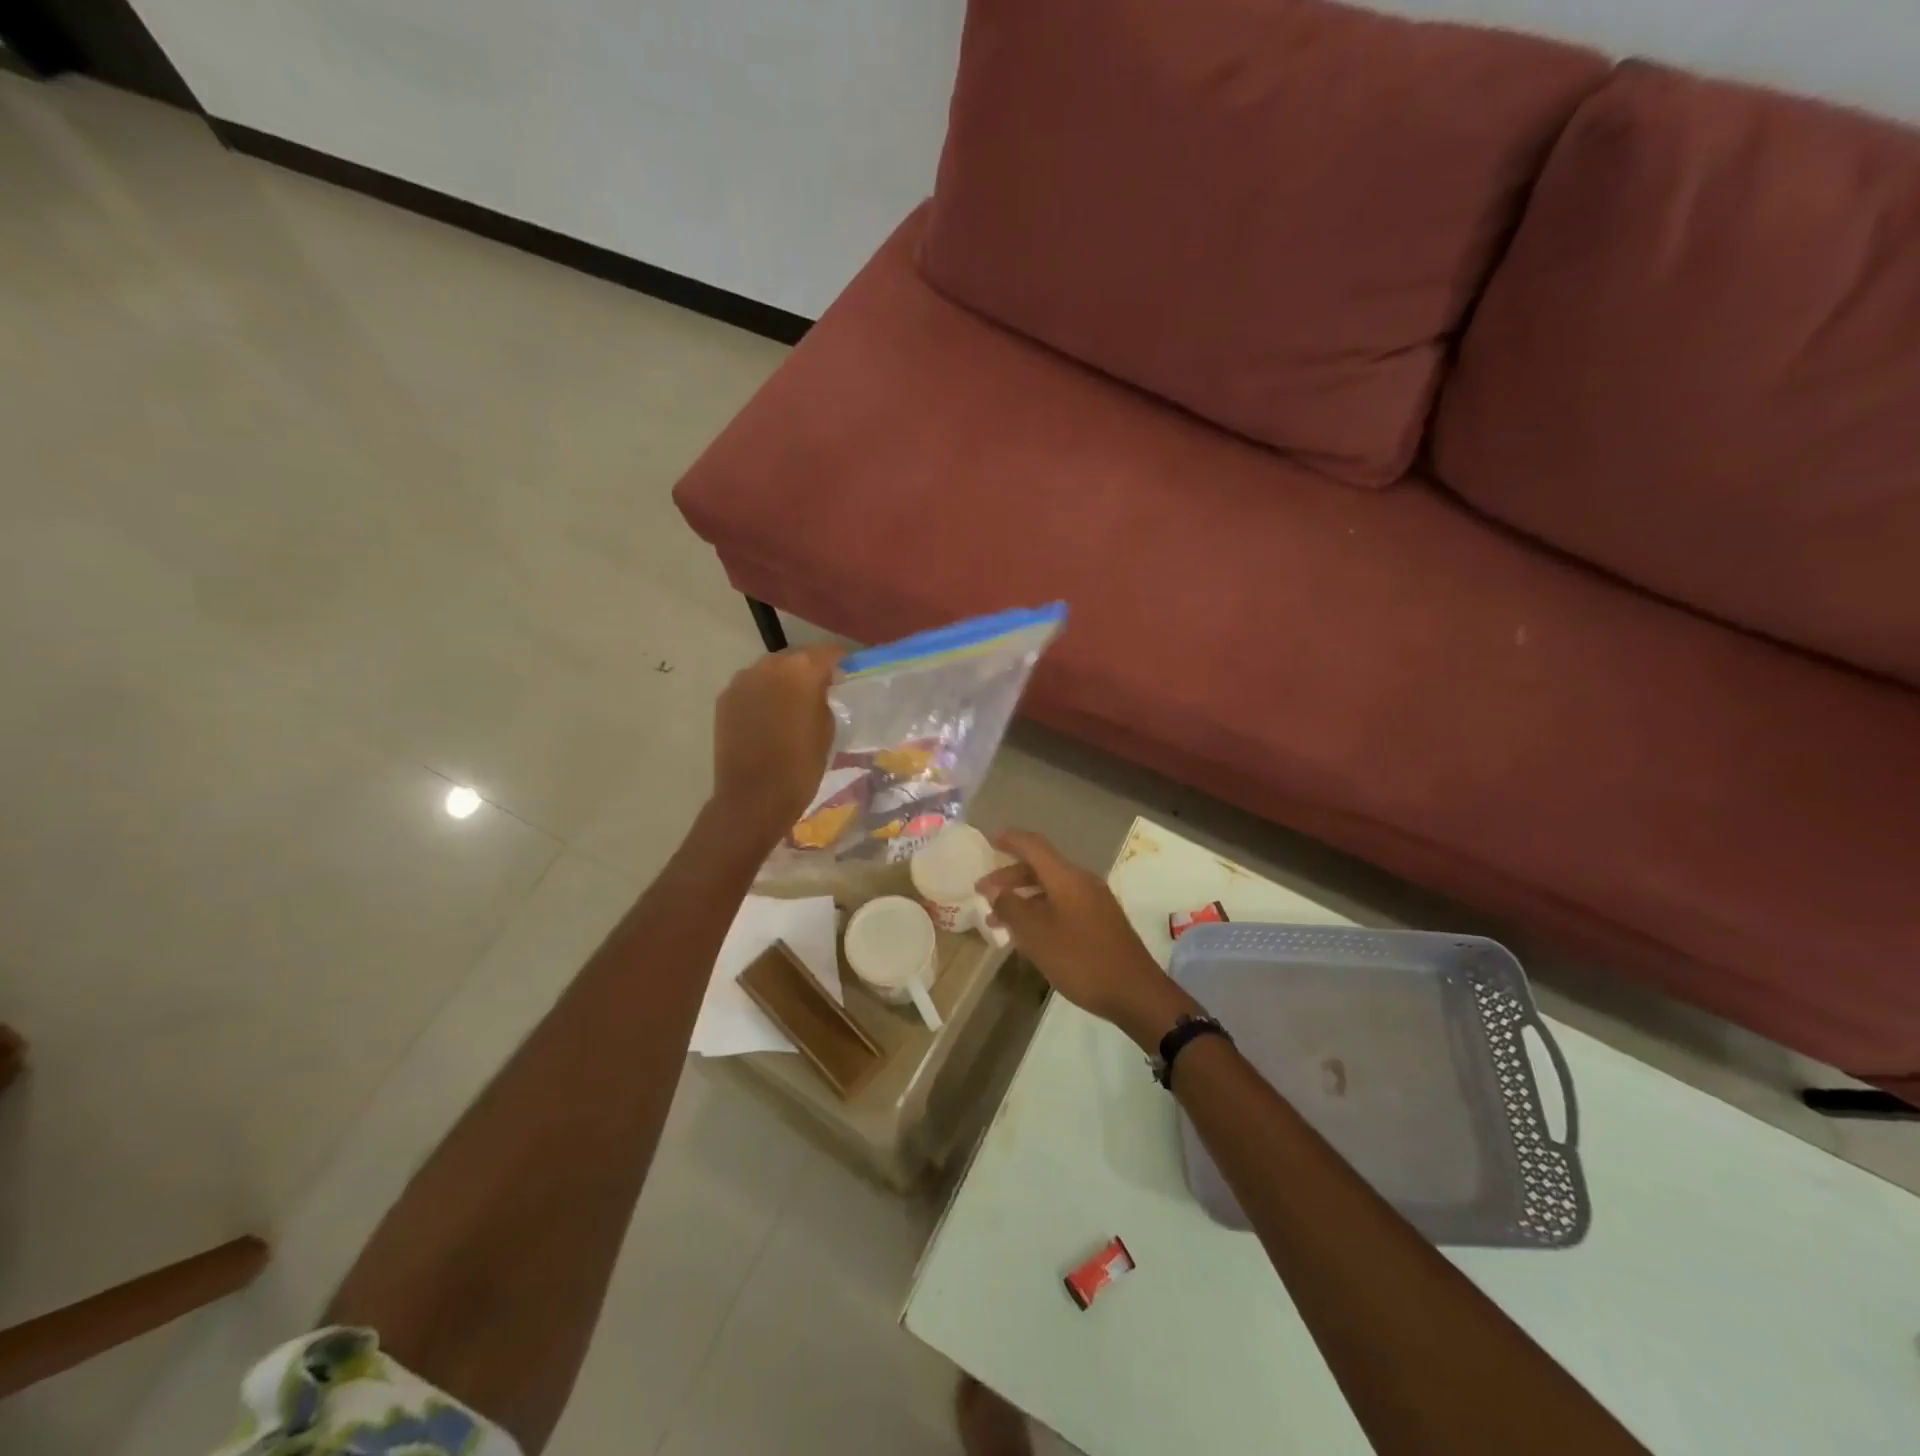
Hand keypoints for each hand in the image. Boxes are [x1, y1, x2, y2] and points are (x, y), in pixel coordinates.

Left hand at [711, 643, 842, 843]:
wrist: (753, 797)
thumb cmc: (801, 766)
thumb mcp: (827, 729)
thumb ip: (824, 699)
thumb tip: (819, 689)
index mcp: (802, 670)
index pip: (828, 652)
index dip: (840, 662)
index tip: (847, 675)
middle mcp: (769, 665)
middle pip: (796, 657)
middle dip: (809, 670)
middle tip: (820, 691)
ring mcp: (742, 680)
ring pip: (771, 670)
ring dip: (783, 681)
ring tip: (792, 704)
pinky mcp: (725, 698)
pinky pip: (751, 687)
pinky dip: (763, 694)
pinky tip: (769, 717)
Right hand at [977, 830, 1199, 1050]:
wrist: (1135, 992)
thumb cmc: (1081, 959)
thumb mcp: (1036, 934)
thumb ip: (1011, 907)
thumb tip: (996, 890)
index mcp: (1067, 878)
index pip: (1034, 846)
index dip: (1010, 839)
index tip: (988, 840)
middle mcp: (1082, 882)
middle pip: (1041, 868)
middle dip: (1009, 877)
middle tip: (983, 892)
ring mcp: (1094, 902)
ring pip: (1050, 890)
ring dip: (1023, 899)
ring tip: (997, 920)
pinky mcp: (1100, 922)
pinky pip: (1062, 906)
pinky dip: (1040, 912)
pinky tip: (1026, 935)